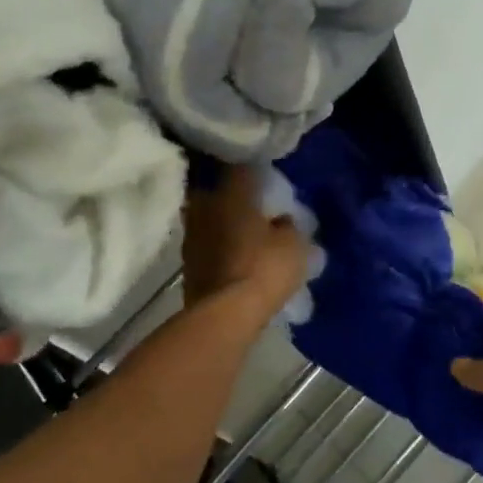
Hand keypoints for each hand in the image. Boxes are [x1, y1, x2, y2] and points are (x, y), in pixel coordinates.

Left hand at [180, 164, 309, 325]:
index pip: (240, 167)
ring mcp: (192, 235)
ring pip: (210, 217)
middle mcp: (206, 206)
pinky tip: (235, 253)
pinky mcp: (188, 262)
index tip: (266, 175)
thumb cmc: (264, 268)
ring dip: (224, 220)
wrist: (225, 315)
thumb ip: (289, 226)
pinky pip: (207, 243)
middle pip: (218, 190)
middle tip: (254, 201)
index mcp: (231, 193)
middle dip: (233, 194)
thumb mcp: (294, 244)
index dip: (254, 169)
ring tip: (245, 229)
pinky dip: (220, 244)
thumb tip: (282, 220)